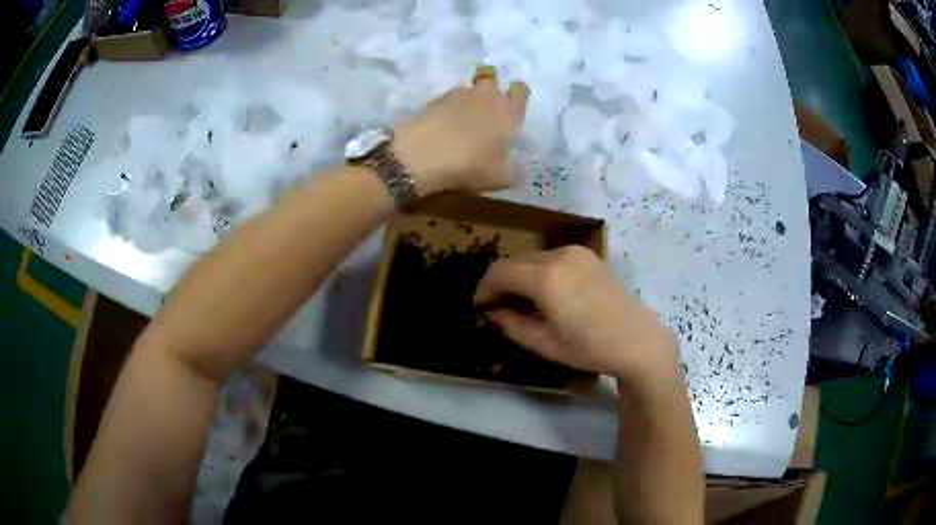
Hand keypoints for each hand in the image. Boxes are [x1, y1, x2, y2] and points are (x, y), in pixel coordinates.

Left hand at [393, 78, 530, 194]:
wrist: (423, 155)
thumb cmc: (471, 164)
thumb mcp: (501, 178)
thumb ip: (513, 170)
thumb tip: (516, 168)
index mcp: (508, 111)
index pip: (521, 89)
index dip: (518, 96)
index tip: (513, 109)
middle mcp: (486, 95)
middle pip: (492, 78)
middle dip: (490, 89)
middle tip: (486, 110)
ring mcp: (458, 94)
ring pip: (468, 87)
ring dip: (468, 98)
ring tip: (461, 120)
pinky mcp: (434, 99)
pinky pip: (447, 99)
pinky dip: (447, 108)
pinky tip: (442, 125)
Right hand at [474, 246, 681, 388]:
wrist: (637, 340)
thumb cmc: (589, 348)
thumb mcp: (544, 343)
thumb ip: (511, 324)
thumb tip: (494, 312)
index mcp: (546, 278)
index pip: (499, 272)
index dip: (484, 288)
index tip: (480, 306)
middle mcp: (559, 255)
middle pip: (515, 261)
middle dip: (501, 281)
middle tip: (498, 307)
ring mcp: (576, 252)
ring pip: (533, 258)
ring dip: (520, 276)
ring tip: (523, 303)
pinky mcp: (588, 255)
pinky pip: (552, 258)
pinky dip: (540, 272)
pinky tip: (547, 294)